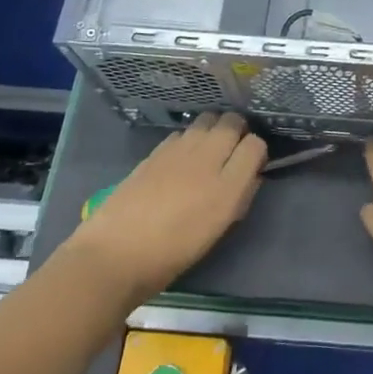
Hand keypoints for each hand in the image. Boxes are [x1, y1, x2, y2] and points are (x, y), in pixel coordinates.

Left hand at [68, 113, 265, 300]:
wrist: (115, 254)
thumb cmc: (172, 254)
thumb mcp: (218, 231)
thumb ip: (240, 198)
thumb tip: (250, 176)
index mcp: (227, 187)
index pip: (256, 145)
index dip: (257, 152)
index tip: (252, 164)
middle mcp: (207, 160)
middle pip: (233, 122)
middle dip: (239, 131)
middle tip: (233, 149)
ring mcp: (179, 151)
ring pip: (208, 119)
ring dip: (214, 129)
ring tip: (209, 148)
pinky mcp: (156, 150)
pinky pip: (183, 132)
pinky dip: (190, 138)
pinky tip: (182, 157)